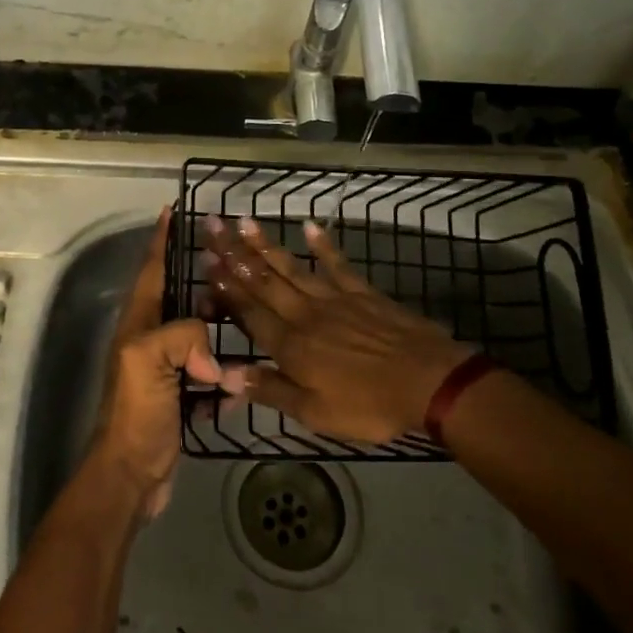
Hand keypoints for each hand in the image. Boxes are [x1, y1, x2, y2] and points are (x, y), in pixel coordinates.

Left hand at [92, 208, 245, 518]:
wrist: (131, 474)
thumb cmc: (136, 411)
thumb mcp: (150, 360)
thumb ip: (183, 335)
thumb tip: (213, 355)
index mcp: (139, 323)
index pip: (152, 269)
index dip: (161, 239)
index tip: (173, 210)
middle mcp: (150, 340)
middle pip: (179, 299)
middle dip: (203, 282)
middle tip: (232, 266)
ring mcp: (166, 370)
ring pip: (198, 338)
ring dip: (219, 331)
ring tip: (247, 318)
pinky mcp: (181, 398)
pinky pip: (208, 378)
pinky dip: (224, 380)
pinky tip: (241, 384)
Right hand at [202, 216, 475, 443]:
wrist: (428, 382)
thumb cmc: (369, 404)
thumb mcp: (315, 412)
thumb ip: (270, 390)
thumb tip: (225, 375)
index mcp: (290, 345)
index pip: (249, 312)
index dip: (225, 288)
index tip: (205, 262)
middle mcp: (305, 314)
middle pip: (263, 280)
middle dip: (234, 253)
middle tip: (212, 225)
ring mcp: (334, 298)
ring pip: (292, 267)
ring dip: (266, 245)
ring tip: (243, 221)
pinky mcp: (362, 292)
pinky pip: (337, 264)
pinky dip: (323, 245)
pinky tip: (309, 226)